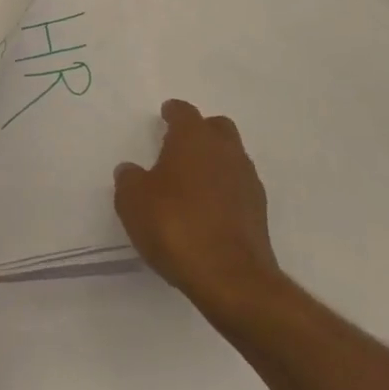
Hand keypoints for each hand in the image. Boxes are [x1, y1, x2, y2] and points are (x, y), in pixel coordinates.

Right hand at [114, 100, 282, 320]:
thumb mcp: (133, 201)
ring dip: (214, 162)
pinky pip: (238, 187)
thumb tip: (130, 170)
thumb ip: (129, 180)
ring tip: (192, 182)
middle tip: (179, 146)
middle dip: (200, 131)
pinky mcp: (259, 211)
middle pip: (216, 128)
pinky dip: (224, 190)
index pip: (185, 112)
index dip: (173, 112)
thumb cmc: (175, 226)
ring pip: (231, 157)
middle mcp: (225, 150)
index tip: (165, 115)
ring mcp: (247, 180)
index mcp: (194, 138)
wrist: (230, 277)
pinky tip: (208, 210)